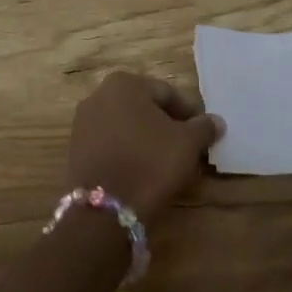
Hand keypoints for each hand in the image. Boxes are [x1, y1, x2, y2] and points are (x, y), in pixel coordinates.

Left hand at [67, 71, 223, 218]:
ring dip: (147, 138)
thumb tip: (216, 121)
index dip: (190, 113)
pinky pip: (110, 143)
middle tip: (187, 148)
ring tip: (166, 162)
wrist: (104, 208)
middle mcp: (99, 94)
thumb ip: (203, 127)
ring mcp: (83, 121)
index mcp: (125, 83)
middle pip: (144, 107)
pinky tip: (141, 170)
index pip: (168, 93)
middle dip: (167, 125)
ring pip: (126, 125)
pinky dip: (127, 151)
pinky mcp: (76, 148)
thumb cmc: (150, 162)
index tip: (203, 134)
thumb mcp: (187, 144)